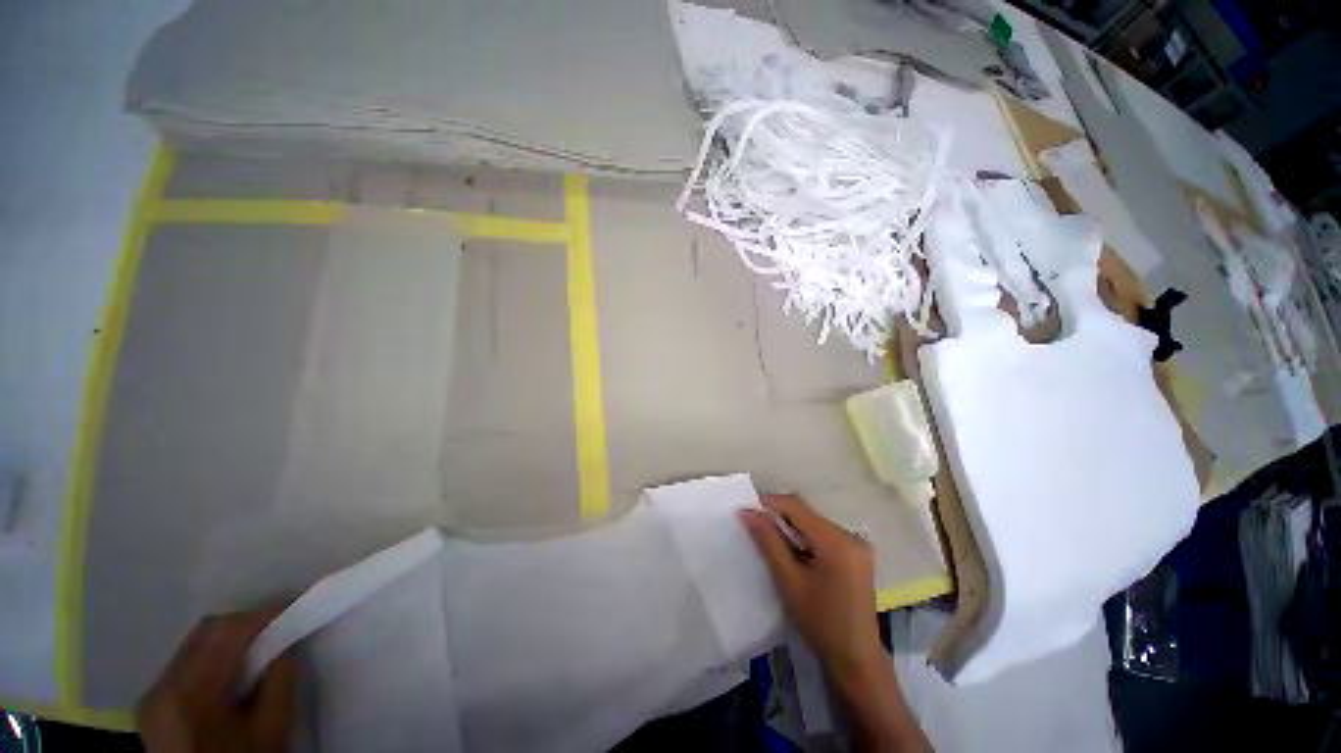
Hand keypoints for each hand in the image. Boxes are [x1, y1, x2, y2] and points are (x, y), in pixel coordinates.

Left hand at [137, 605, 295, 752]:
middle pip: (206, 633)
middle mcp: (162, 687)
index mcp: (189, 695)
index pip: (227, 633)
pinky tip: (231, 673)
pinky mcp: (152, 703)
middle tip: (279, 629)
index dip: (263, 614)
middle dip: (245, 624)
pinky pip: (185, 662)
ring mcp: (152, 695)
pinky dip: (213, 656)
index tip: (294, 606)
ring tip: (258, 651)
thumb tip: (286, 643)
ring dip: (229, 639)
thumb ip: (279, 682)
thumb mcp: (271, 730)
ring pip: (194, 643)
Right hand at [738, 493, 883, 682]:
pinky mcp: (856, 553)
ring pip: (814, 521)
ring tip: (767, 535)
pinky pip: (823, 533)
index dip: (770, 502)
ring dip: (790, 525)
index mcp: (837, 543)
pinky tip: (790, 549)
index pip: (798, 507)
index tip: (746, 507)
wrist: (856, 659)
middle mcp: (851, 536)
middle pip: (807, 512)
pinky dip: (804, 535)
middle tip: (753, 522)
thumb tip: (747, 513)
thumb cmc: (820, 623)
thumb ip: (768, 542)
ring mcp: (856, 544)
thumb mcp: (789, 581)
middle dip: (778, 514)